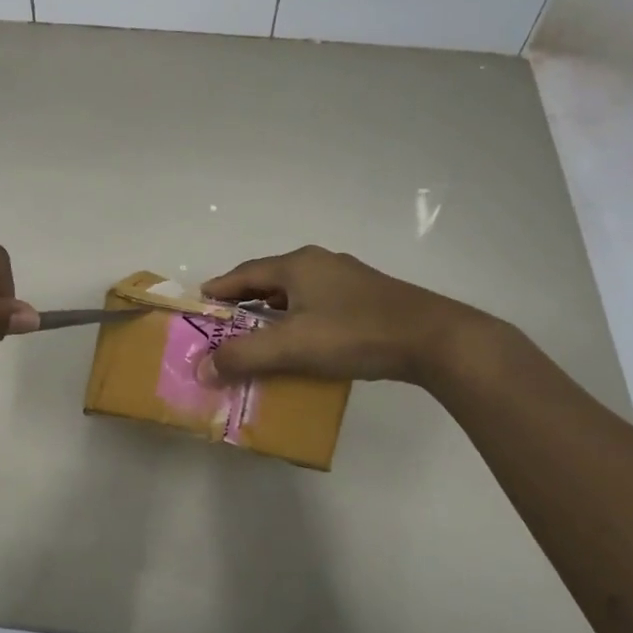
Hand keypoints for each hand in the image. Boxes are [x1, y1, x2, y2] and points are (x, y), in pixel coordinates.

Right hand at [198, 246, 495, 387]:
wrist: (433, 339)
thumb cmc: (354, 334)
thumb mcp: (292, 346)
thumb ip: (243, 356)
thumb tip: (201, 368)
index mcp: (298, 264)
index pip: (244, 274)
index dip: (219, 290)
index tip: (199, 306)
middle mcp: (320, 264)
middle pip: (269, 281)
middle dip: (243, 303)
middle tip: (223, 328)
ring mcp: (346, 279)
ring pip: (295, 294)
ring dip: (272, 314)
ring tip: (256, 338)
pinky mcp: (366, 298)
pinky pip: (318, 306)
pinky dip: (298, 321)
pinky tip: (301, 343)